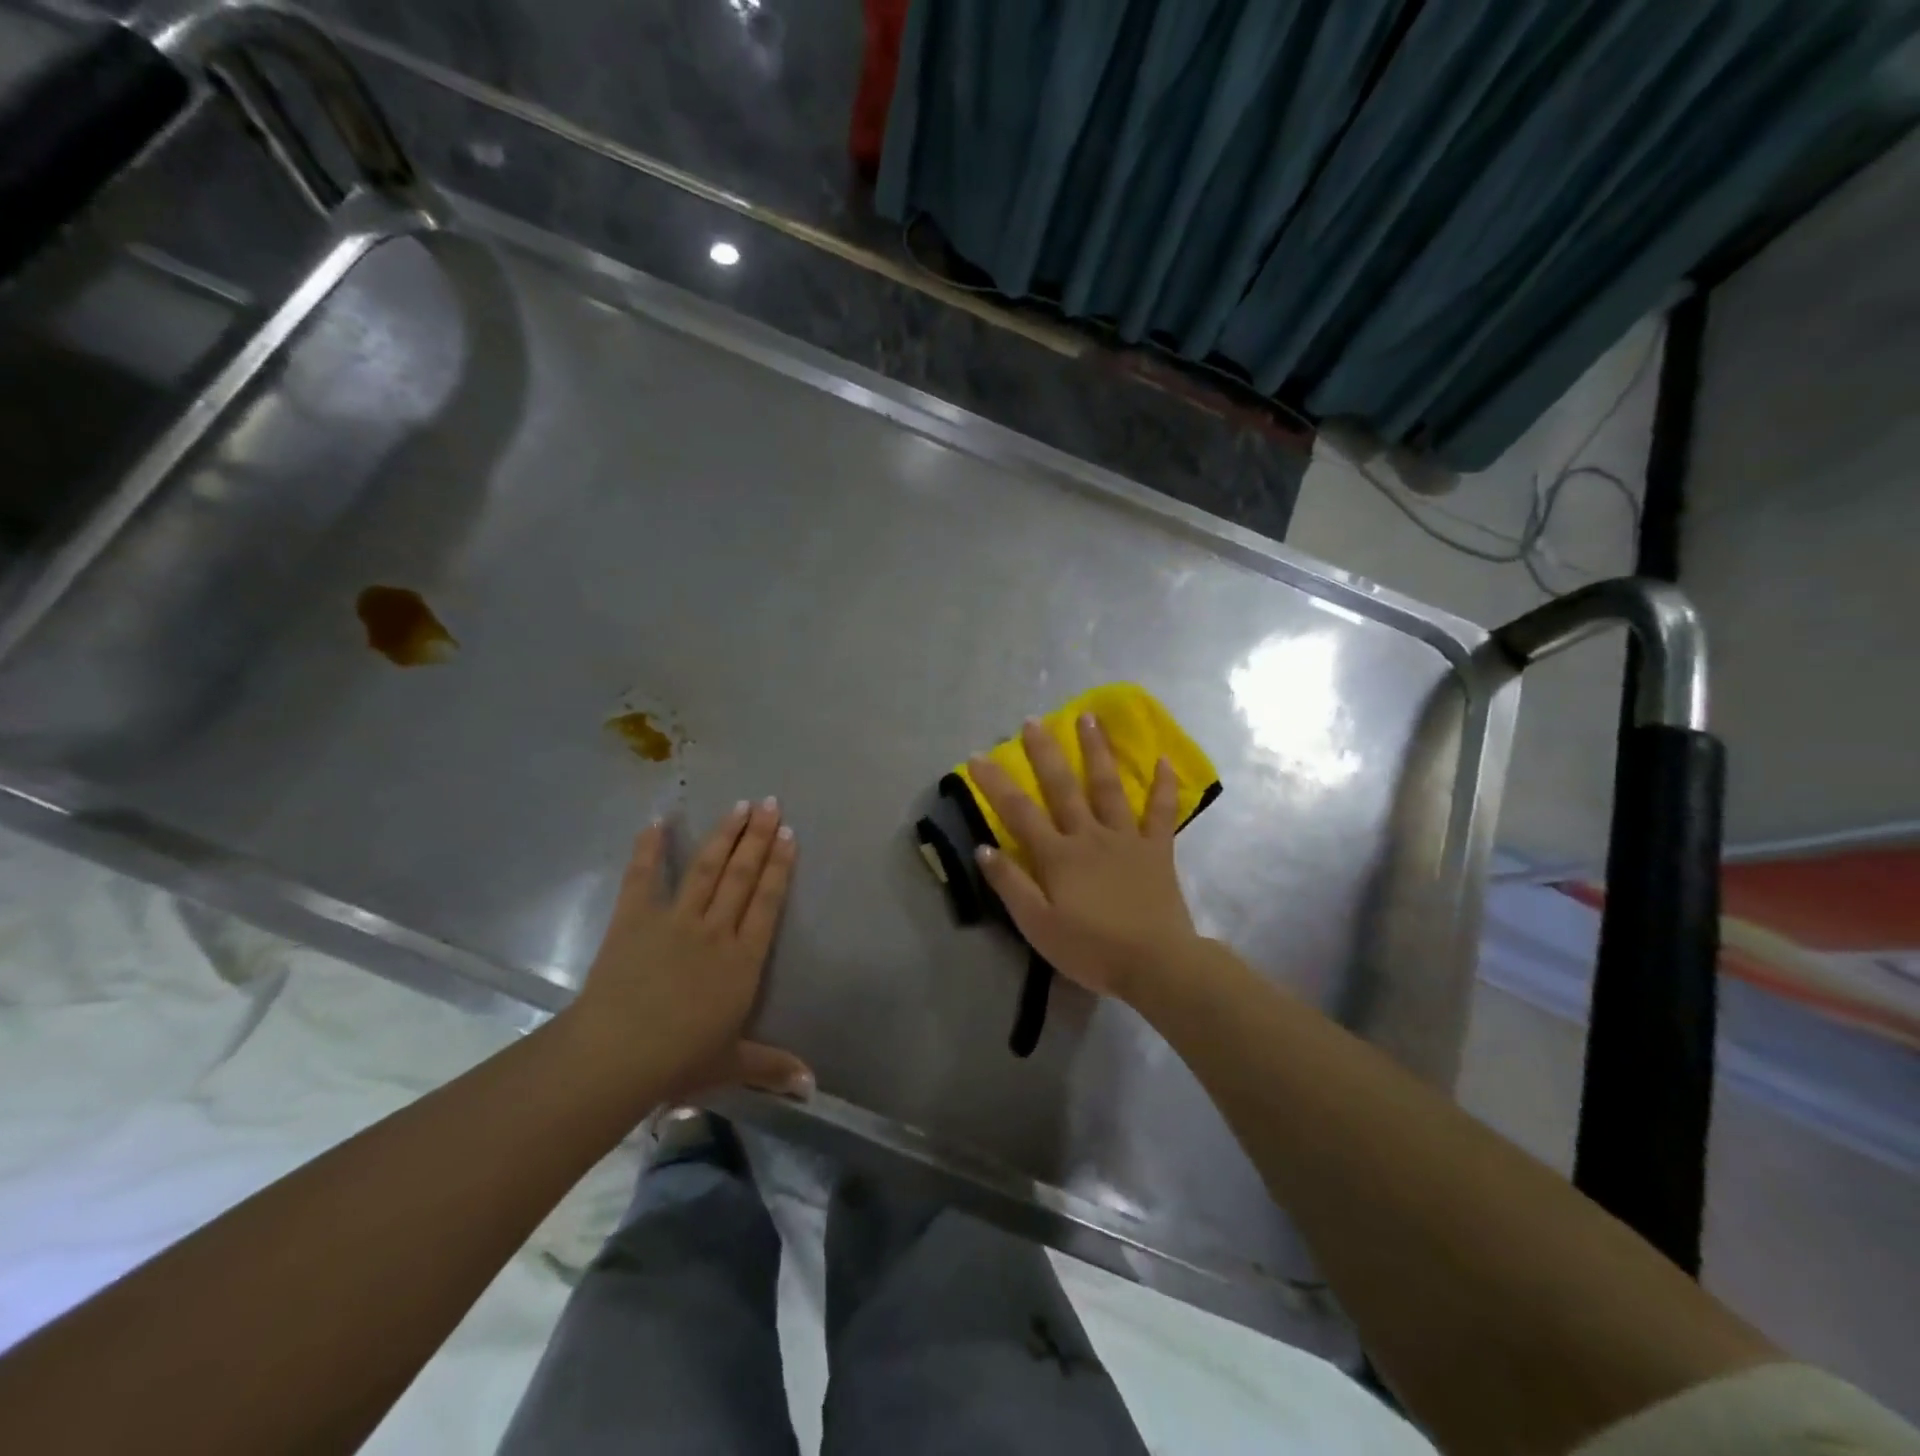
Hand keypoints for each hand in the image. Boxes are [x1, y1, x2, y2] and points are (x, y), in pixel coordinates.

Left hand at [568, 799, 811, 1104]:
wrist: (617, 1055)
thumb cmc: (679, 1060)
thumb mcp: (732, 1064)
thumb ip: (773, 1067)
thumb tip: (813, 1087)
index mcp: (742, 959)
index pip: (767, 901)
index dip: (780, 866)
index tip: (789, 834)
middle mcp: (716, 929)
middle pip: (742, 874)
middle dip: (758, 837)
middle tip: (770, 803)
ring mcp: (675, 920)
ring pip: (706, 868)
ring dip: (724, 834)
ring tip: (740, 805)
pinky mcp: (634, 919)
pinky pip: (643, 877)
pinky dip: (648, 848)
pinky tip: (657, 821)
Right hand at [968, 714, 1200, 1002]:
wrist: (1156, 964)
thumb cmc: (1091, 949)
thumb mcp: (1038, 926)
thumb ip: (1010, 885)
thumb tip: (983, 847)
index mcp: (1058, 855)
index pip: (1018, 812)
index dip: (996, 783)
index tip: (977, 756)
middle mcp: (1089, 836)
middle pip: (1062, 787)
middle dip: (1045, 752)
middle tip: (1033, 720)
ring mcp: (1126, 838)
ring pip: (1108, 786)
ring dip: (1097, 750)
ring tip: (1089, 717)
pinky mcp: (1157, 849)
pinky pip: (1161, 812)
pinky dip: (1164, 785)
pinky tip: (1164, 759)